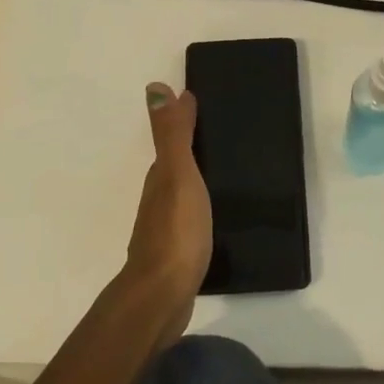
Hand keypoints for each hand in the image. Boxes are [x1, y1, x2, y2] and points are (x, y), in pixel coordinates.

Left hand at [123, 83, 212, 330]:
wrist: (163, 296)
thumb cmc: (175, 231)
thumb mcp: (177, 175)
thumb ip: (171, 135)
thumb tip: (156, 87)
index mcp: (160, 178)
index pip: (172, 144)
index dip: (185, 125)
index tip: (205, 107)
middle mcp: (158, 200)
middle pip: (175, 168)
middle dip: (192, 152)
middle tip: (224, 138)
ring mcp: (166, 229)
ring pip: (183, 195)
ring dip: (197, 182)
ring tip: (227, 175)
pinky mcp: (178, 255)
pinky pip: (191, 221)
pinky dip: (201, 210)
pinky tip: (217, 216)